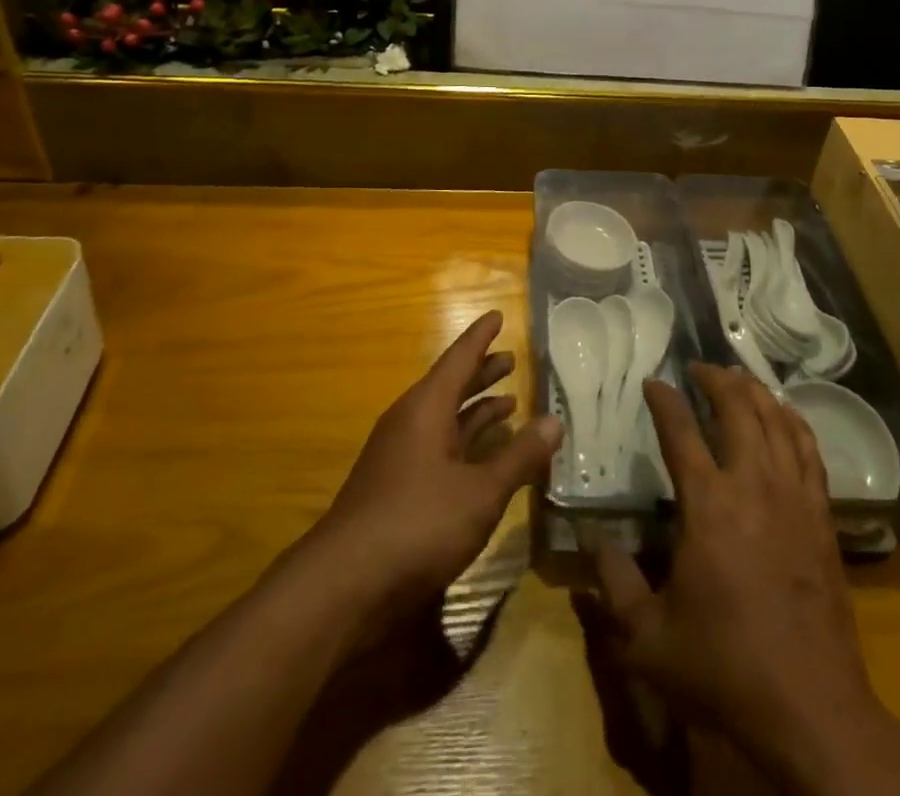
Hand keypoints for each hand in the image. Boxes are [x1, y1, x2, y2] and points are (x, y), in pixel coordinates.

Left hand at [307, 310, 560, 619]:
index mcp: (426, 408)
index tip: (498, 315)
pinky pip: (438, 447)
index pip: (459, 359)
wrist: (345, 584)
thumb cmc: (418, 524)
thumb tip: (555, 420)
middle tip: (511, 358)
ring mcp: (400, 456)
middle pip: (451, 386)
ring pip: (444, 419)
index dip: (481, 337)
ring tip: (508, 401)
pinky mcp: (397, 487)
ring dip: (475, 409)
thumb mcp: (480, 492)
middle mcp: (410, 422)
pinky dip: (464, 443)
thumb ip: (518, 456)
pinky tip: (484, 457)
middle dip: (481, 372)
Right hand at [587, 366, 899, 795]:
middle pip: (738, 409)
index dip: (664, 400)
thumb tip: (591, 541)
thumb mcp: (649, 639)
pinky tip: (784, 415)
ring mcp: (794, 498)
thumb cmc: (724, 669)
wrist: (812, 711)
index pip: (680, 431)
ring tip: (738, 379)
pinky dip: (793, 422)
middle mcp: (753, 486)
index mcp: (708, 505)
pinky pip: (809, 450)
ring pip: (777, 421)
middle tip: (699, 368)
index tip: (652, 382)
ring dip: (755, 392)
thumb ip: (614, 584)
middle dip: (716, 379)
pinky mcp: (822, 517)